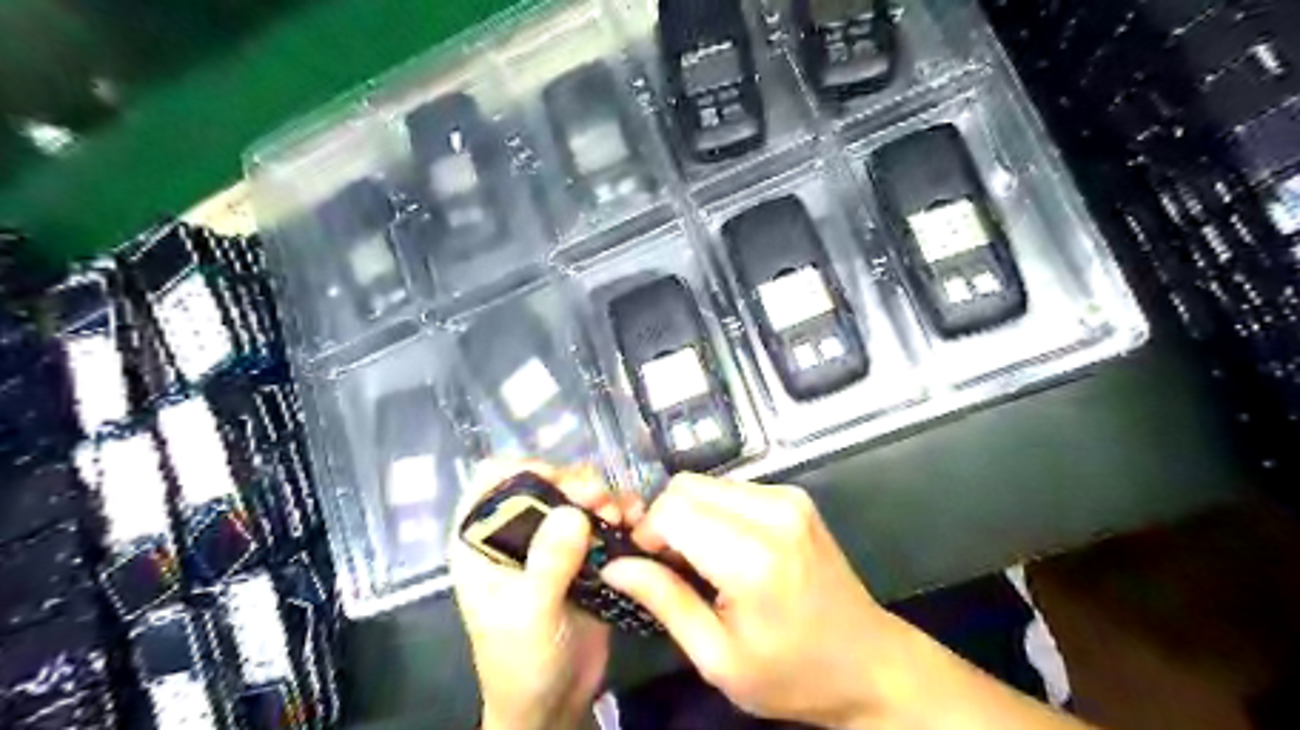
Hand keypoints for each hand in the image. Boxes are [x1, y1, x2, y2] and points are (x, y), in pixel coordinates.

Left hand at [452, 461, 636, 729]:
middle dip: (574, 483)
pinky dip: (621, 511)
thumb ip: (548, 564)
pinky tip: (635, 520)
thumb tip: (573, 512)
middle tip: (599, 500)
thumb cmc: (521, 660)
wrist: (554, 701)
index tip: (559, 483)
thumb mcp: (530, 614)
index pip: (492, 480)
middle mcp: (517, 529)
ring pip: (577, 494)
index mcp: (482, 539)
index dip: (524, 471)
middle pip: (544, 480)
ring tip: (621, 515)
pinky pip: (603, 517)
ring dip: (603, 496)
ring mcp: (553, 538)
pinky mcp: (585, 551)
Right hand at [598, 473, 912, 729]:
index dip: (648, 533)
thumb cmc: (792, 673)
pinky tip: (726, 548)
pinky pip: (731, 488)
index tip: (647, 566)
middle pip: (686, 486)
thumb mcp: (718, 657)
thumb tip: (615, 565)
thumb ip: (665, 601)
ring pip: (707, 483)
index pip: (672, 510)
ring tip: (700, 560)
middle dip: (665, 519)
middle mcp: (773, 512)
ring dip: (690, 514)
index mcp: (753, 558)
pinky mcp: (794, 496)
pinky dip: (714, 512)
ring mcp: (788, 498)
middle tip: (670, 564)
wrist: (869, 662)